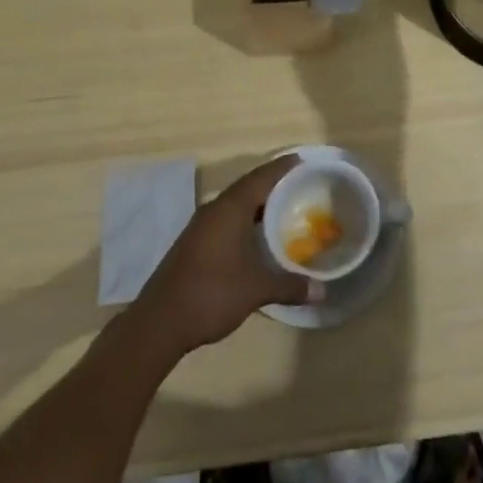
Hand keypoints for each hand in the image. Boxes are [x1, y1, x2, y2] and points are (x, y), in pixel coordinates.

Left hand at [133, 155, 320, 356]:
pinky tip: (257, 236)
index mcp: (230, 209)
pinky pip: (226, 220)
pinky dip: (245, 220)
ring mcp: (200, 227)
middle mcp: (214, 210)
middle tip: (299, 185)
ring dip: (257, 204)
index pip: (261, 177)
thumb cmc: (212, 293)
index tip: (302, 160)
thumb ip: (289, 286)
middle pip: (248, 187)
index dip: (282, 168)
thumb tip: (322, 291)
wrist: (160, 322)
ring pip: (235, 204)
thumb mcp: (256, 289)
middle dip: (272, 184)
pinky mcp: (194, 243)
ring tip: (284, 208)